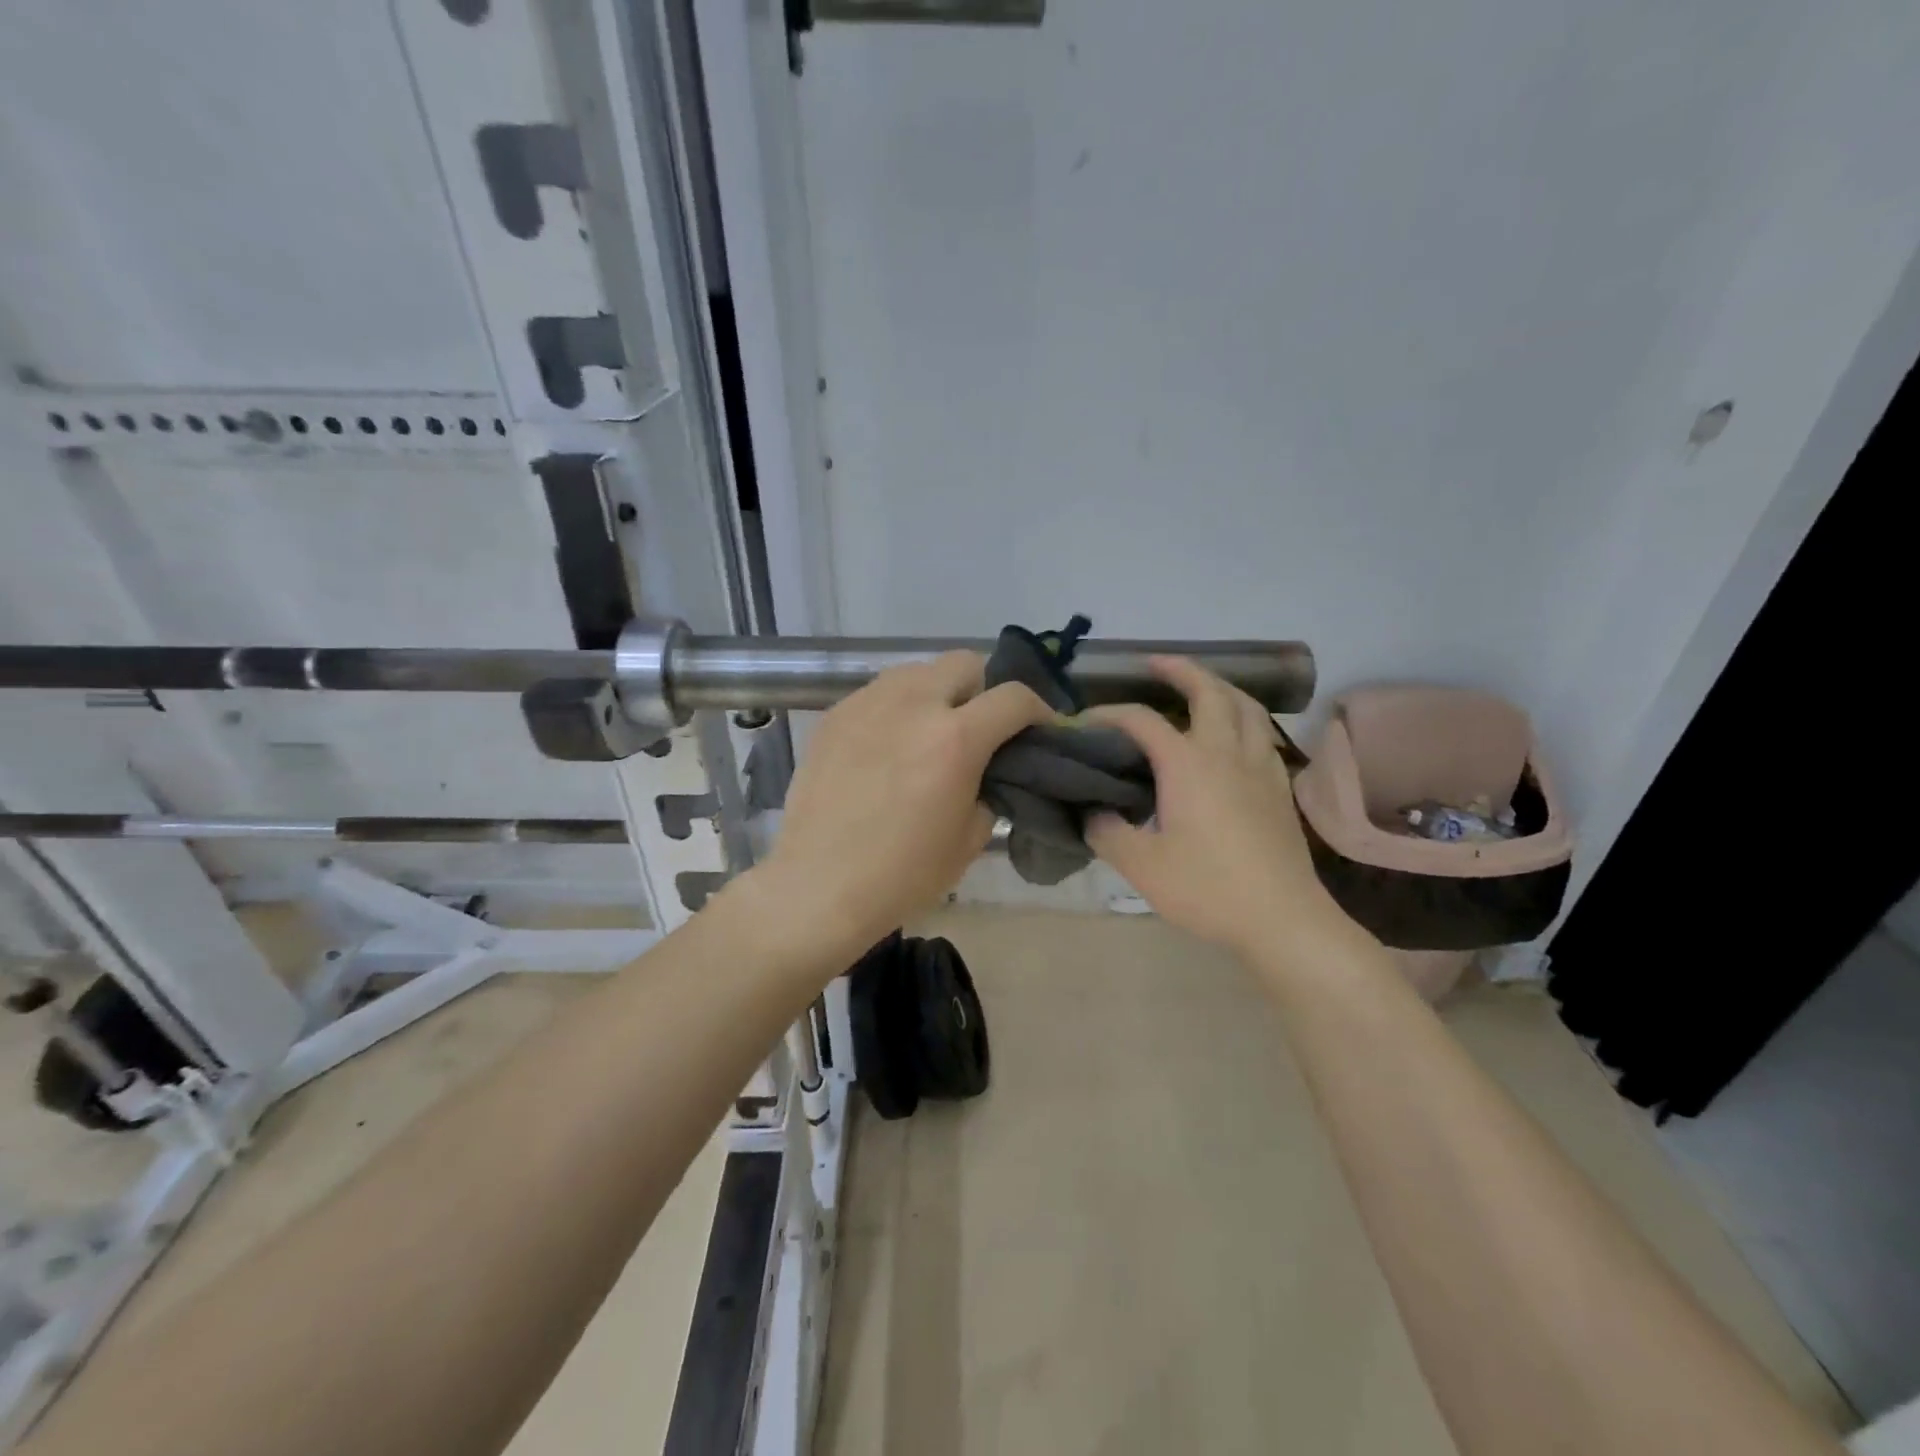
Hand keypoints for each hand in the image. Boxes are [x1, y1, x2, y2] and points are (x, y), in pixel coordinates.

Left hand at [755, 652, 1052, 956]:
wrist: (819, 886)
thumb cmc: (902, 874)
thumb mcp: (969, 839)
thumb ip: (989, 789)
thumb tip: (988, 771)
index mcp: (956, 738)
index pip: (1014, 696)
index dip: (1039, 709)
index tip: (1039, 729)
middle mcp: (913, 704)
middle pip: (965, 663)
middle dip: (984, 689)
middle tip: (980, 727)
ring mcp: (868, 703)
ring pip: (918, 671)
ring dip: (938, 692)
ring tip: (931, 731)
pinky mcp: (835, 714)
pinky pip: (880, 693)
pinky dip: (898, 708)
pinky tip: (889, 746)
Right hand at [1086, 657, 1349, 957]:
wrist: (1282, 919)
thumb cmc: (1208, 888)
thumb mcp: (1141, 867)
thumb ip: (1107, 833)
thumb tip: (1091, 813)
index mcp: (1188, 764)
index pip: (1142, 720)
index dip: (1110, 714)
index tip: (1085, 722)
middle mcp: (1226, 753)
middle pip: (1209, 692)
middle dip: (1181, 670)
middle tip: (1155, 664)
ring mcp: (1260, 767)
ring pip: (1246, 707)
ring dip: (1220, 687)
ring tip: (1200, 686)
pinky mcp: (1280, 787)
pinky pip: (1262, 733)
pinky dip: (1244, 718)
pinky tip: (1235, 736)